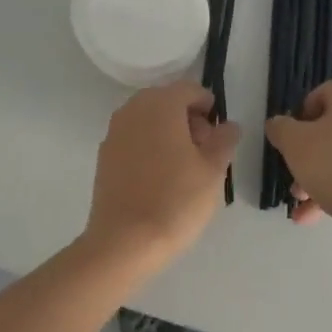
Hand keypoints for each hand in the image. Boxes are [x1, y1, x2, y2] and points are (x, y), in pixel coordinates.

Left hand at [82, 81, 236, 262]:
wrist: (124, 242)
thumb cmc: (176, 200)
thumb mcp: (213, 170)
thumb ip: (224, 140)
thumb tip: (227, 125)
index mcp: (161, 104)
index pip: (191, 90)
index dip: (209, 108)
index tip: (219, 135)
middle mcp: (133, 109)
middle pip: (167, 101)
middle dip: (188, 119)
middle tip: (205, 152)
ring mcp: (114, 132)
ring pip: (148, 120)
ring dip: (168, 133)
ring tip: (184, 167)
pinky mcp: (104, 156)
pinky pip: (134, 139)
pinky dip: (149, 147)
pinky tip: (160, 178)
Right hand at [265, 81, 331, 253]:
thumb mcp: (295, 143)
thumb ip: (280, 128)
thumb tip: (278, 124)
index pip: (319, 95)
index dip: (298, 117)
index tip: (287, 141)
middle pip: (328, 130)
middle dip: (304, 156)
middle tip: (292, 176)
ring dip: (314, 178)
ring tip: (299, 202)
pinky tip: (312, 217)